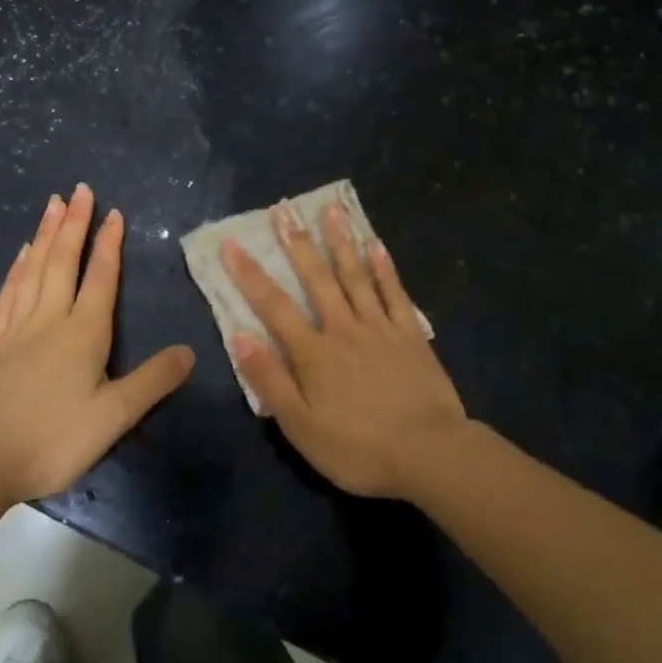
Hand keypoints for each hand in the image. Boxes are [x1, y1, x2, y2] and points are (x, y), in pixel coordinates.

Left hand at [0, 184, 194, 505]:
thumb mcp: (114, 416)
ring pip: (33, 270)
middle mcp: (49, 320)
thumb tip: (189, 351)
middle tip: (79, 189)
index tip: (113, 212)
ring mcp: (16, 330)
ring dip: (45, 235)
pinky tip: (20, 255)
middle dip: (73, 224)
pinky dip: (17, 269)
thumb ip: (153, 381)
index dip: (109, 244)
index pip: (100, 278)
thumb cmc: (53, 439)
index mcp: (83, 333)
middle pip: (62, 262)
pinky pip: (8, 294)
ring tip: (51, 205)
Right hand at [223, 200, 470, 500]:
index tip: (231, 243)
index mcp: (313, 353)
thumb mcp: (301, 426)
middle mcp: (344, 329)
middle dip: (296, 242)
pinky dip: (384, 267)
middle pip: (316, 278)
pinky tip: (376, 244)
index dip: (249, 274)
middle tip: (284, 208)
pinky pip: (395, 293)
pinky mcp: (411, 334)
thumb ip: (270, 380)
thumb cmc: (358, 448)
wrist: (430, 454)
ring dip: (340, 241)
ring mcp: (380, 327)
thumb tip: (240, 335)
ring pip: (356, 276)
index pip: (273, 306)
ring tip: (331, 209)